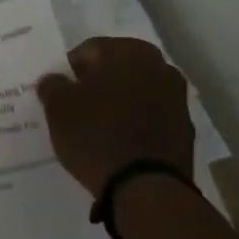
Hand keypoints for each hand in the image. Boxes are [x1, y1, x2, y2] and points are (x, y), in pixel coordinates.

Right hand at [36, 37, 192, 198]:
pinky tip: (120, 142)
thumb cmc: (97, 135)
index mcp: (130, 52)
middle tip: (78, 106)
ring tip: (99, 126)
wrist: (146, 189)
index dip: (71, 70)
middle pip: (118, 68)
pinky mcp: (185, 131)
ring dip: (120, 102)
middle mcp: (160, 67)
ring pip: (138, 92)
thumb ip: (52, 86)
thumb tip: (54, 80)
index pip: (90, 49)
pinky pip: (152, 117)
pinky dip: (137, 123)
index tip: (60, 91)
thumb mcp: (58, 107)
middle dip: (98, 83)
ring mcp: (178, 99)